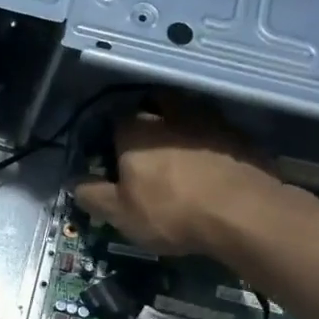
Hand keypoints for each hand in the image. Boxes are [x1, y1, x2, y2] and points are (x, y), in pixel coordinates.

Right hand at [74, 92, 283, 256]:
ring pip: (190, 113)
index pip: (115, 117)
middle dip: (149, 117)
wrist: (244, 214)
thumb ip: (92, 195)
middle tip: (146, 143)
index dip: (110, 132)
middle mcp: (172, 115)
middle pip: (155, 104)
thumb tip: (74, 183)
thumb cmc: (171, 211)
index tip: (109, 151)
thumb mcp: (119, 213)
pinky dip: (210, 141)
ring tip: (179, 149)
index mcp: (136, 131)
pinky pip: (217, 131)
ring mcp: (211, 122)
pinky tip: (210, 162)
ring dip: (182, 125)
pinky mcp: (242, 136)